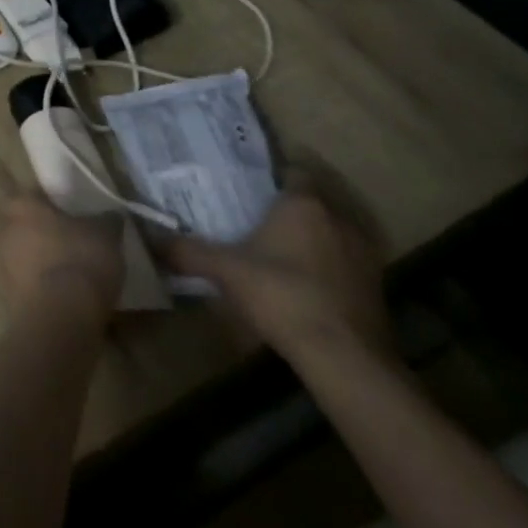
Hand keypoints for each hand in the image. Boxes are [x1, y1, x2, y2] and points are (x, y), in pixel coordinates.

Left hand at [0, 194, 123, 323]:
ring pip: (30, 254)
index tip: (80, 211)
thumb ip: (107, 220)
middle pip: (31, 224)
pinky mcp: (10, 295)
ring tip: (81, 270)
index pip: (38, 193)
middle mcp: (5, 228)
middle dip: (52, 231)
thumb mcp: (105, 234)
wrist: (60, 318)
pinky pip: (33, 282)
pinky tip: (72, 294)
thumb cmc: (79, 260)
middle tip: (81, 239)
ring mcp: (4, 263)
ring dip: (50, 259)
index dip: (59, 200)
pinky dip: (49, 285)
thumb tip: (111, 215)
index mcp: (21, 204)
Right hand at [168, 190, 392, 363]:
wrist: (344, 356)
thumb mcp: (225, 271)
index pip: (296, 171)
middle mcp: (338, 219)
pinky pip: (347, 259)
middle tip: (261, 213)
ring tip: (283, 246)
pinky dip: (330, 262)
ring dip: (315, 234)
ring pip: (334, 229)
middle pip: (316, 199)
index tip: (254, 182)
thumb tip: (151, 240)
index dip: (277, 173)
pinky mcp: (375, 284)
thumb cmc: (281, 295)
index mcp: (304, 204)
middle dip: (292, 204)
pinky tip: (308, 279)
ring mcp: (363, 252)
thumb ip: (188, 252)